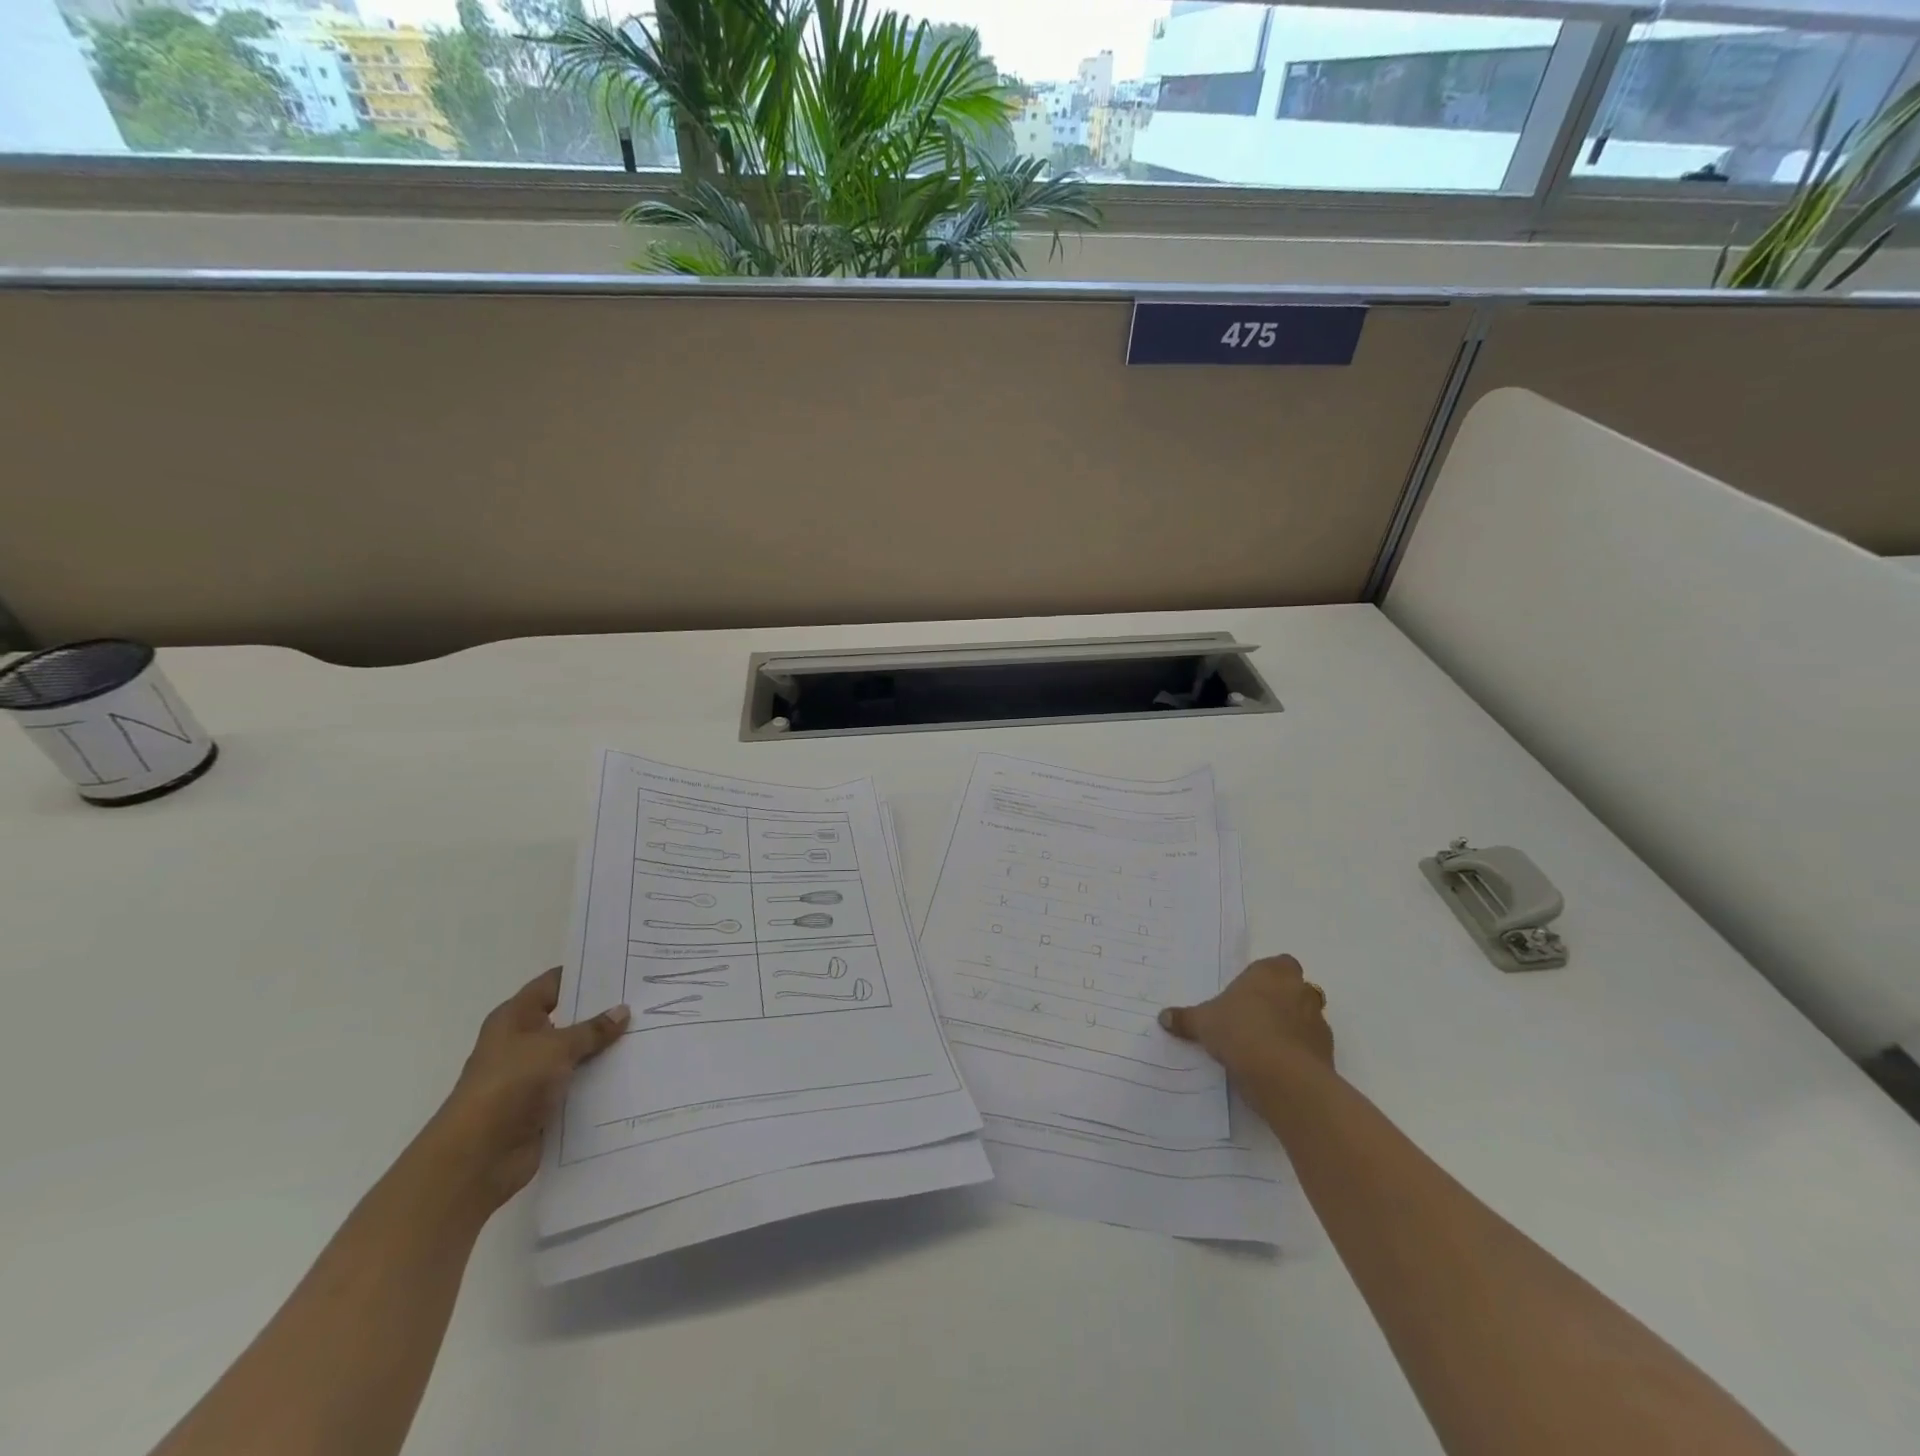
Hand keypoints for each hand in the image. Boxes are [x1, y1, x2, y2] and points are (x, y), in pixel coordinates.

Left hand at [420, 968, 628, 1214]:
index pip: (554, 984)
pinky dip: (600, 1079)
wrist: (477, 1157)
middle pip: (569, 1018)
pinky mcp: (544, 1105)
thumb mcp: (555, 1047)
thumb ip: (592, 1029)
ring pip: (577, 1053)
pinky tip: (633, 1070)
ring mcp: (533, 1075)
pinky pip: (579, 1084)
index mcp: (515, 1018)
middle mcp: (523, 1042)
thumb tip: (622, 1010)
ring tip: (650, 1032)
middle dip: (603, 1012)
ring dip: (605, 1048)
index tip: (623, 967)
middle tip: (646, 999)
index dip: (585, 974)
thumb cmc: (510, 1085)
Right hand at [1159, 954, 1332, 1082]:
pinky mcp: (1327, 1052)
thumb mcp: (1203, 1023)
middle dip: (1281, 1001)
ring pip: (1307, 1018)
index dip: (1266, 977)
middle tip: (1255, 1018)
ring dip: (1292, 1028)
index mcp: (1272, 972)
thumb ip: (1185, 1019)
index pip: (1279, 963)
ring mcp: (1317, 1021)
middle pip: (1296, 988)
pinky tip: (1278, 1067)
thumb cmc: (1240, 1031)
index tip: (1249, 993)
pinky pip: (1312, 1047)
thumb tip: (1163, 1017)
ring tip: (1265, 1046)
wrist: (1282, 1076)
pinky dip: (1299, 1053)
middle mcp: (1299, 990)